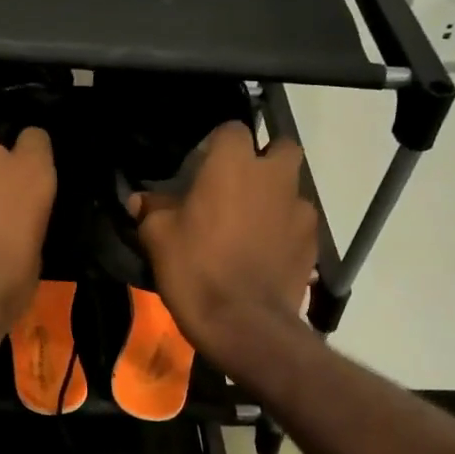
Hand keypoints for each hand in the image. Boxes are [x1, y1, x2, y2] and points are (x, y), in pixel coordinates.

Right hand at [129, 122, 319, 367]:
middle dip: (263, 159)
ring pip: (291, 187)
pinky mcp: (313, 241)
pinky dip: (283, 230)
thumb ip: (152, 209)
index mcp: (234, 164)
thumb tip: (141, 200)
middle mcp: (274, 176)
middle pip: (280, 147)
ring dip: (273, 197)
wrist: (243, 323)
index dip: (217, 144)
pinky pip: (297, 223)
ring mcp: (300, 209)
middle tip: (237, 185)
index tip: (201, 166)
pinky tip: (263, 253)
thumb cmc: (195, 268)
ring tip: (249, 226)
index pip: (232, 130)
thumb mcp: (157, 237)